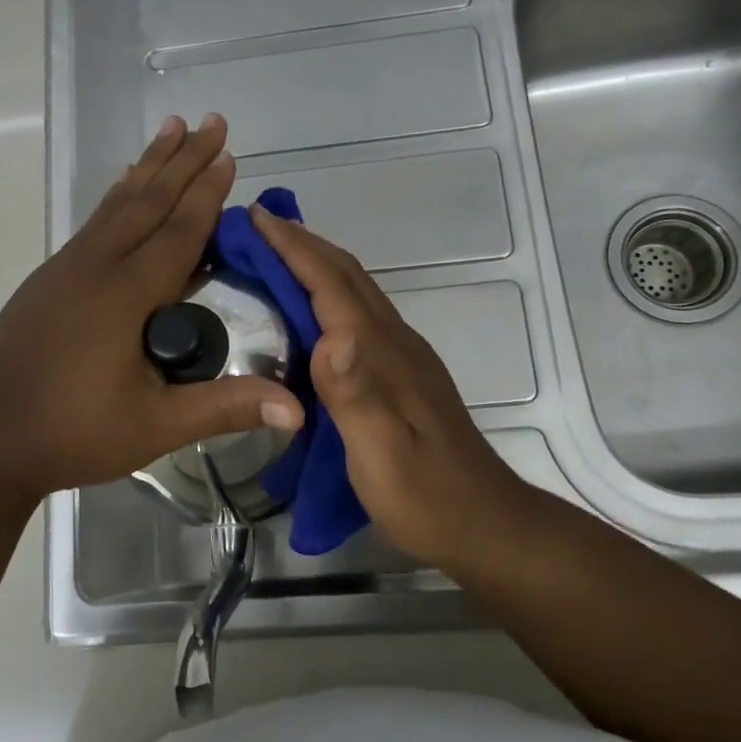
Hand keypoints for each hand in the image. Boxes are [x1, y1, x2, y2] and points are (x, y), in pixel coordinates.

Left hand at [0, 115, 303, 500]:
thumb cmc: (73, 433)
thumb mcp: (155, 426)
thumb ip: (225, 407)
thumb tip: (298, 407)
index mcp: (125, 293)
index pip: (179, 230)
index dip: (208, 192)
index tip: (229, 153)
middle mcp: (95, 266)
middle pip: (148, 201)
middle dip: (183, 160)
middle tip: (211, 121)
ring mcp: (66, 269)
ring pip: (117, 205)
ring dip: (149, 166)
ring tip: (171, 129)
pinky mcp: (49, 280)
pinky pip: (95, 223)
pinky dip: (118, 196)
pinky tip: (124, 186)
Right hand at [250, 207, 539, 567]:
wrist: (484, 524)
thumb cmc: (426, 495)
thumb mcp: (383, 454)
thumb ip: (356, 395)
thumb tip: (330, 336)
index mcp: (383, 352)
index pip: (333, 284)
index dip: (294, 248)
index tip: (256, 217)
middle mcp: (395, 342)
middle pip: (347, 276)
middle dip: (302, 244)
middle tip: (257, 225)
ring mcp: (402, 357)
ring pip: (355, 292)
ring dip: (316, 264)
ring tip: (275, 255)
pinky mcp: (401, 374)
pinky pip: (359, 315)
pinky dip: (328, 295)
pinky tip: (310, 311)